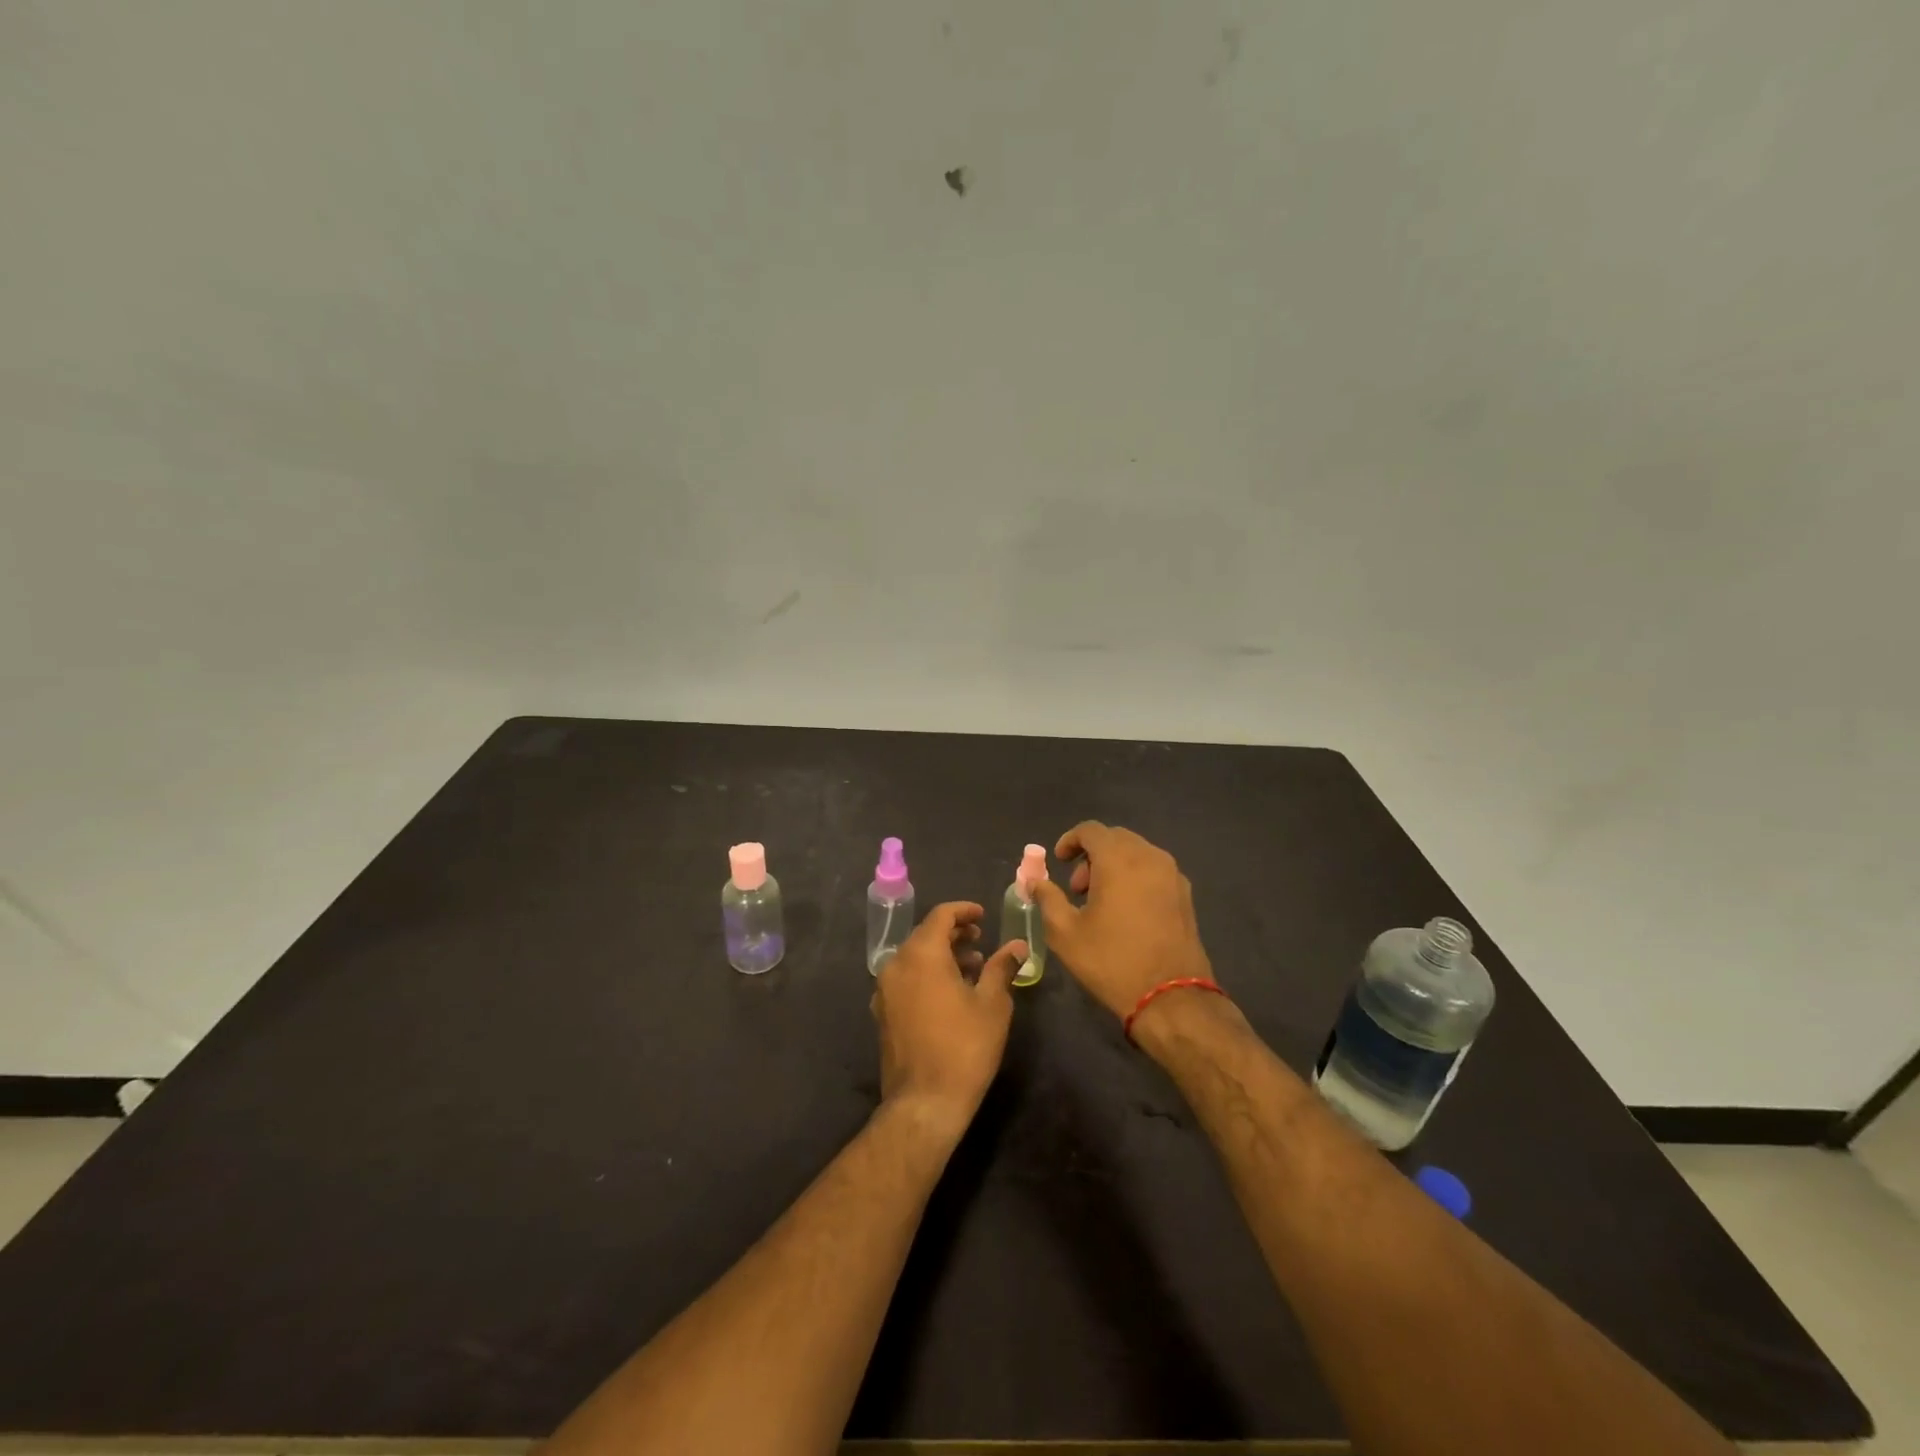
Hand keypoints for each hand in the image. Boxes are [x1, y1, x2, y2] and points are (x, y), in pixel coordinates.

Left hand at [872, 901, 1025, 1139]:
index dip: (963, 911)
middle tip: (981, 940)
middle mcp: (896, 964)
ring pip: (915, 958)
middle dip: (953, 933)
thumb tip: (1017, 945)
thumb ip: (1002, 967)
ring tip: (973, 968)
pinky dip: (927, 974)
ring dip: (942, 955)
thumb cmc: (964, 1047)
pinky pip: (906, 979)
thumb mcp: (992, 1004)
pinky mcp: (883, 1012)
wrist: (925, 1102)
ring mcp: (885, 990)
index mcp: (922, 954)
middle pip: (925, 935)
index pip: (941, 915)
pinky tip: (951, 993)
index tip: (983, 916)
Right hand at [1029, 821, 1214, 1019]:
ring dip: (1114, 866)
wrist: (1171, 997)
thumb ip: (1047, 898)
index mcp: (1119, 859)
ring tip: (1100, 902)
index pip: (1091, 830)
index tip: (1058, 862)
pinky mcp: (1186, 895)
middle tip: (1077, 887)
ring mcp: (1173, 875)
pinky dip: (1135, 877)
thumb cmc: (1111, 961)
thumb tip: (1035, 882)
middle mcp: (1149, 857)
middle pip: (1115, 838)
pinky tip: (1126, 911)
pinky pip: (1154, 871)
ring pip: (1137, 853)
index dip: (1070, 840)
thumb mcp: (1065, 933)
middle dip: (1092, 855)